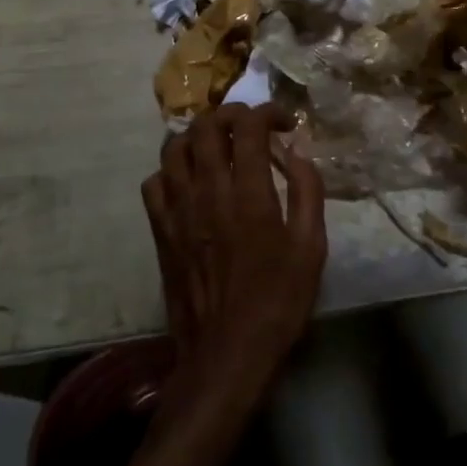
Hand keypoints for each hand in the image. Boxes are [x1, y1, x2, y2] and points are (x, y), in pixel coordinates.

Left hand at [141, 104, 327, 423]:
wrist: (227, 352)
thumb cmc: (278, 301)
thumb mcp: (312, 249)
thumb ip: (308, 192)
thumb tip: (298, 152)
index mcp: (249, 194)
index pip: (249, 127)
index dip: (268, 113)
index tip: (285, 123)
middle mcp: (208, 192)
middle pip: (205, 127)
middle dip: (230, 114)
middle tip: (250, 127)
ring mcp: (178, 210)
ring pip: (173, 148)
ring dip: (198, 137)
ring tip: (217, 146)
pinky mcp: (160, 231)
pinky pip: (154, 183)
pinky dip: (172, 170)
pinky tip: (190, 182)